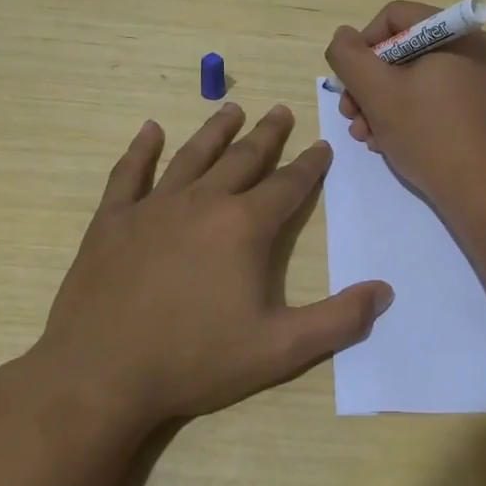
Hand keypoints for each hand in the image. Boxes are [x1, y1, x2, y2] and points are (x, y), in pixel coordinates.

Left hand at [15, 102, 391, 436]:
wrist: (101, 376)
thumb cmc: (195, 360)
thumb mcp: (279, 349)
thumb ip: (338, 320)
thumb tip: (384, 291)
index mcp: (244, 227)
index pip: (288, 185)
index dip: (309, 165)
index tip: (322, 146)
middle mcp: (203, 202)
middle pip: (243, 158)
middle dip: (267, 134)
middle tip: (281, 110)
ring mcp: (153, 207)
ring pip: (192, 155)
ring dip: (215, 130)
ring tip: (232, 109)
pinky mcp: (112, 220)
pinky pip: (129, 173)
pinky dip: (141, 149)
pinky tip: (150, 130)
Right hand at [325, 0, 485, 211]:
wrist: (483, 192)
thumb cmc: (429, 135)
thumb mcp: (377, 93)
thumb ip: (350, 57)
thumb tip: (343, 37)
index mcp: (456, 33)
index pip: (393, 17)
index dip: (362, 46)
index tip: (350, 83)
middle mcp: (472, 49)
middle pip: (401, 50)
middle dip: (368, 84)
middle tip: (350, 116)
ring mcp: (477, 81)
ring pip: (413, 78)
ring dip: (380, 104)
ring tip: (365, 136)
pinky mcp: (477, 110)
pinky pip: (432, 99)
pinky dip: (405, 115)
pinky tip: (387, 142)